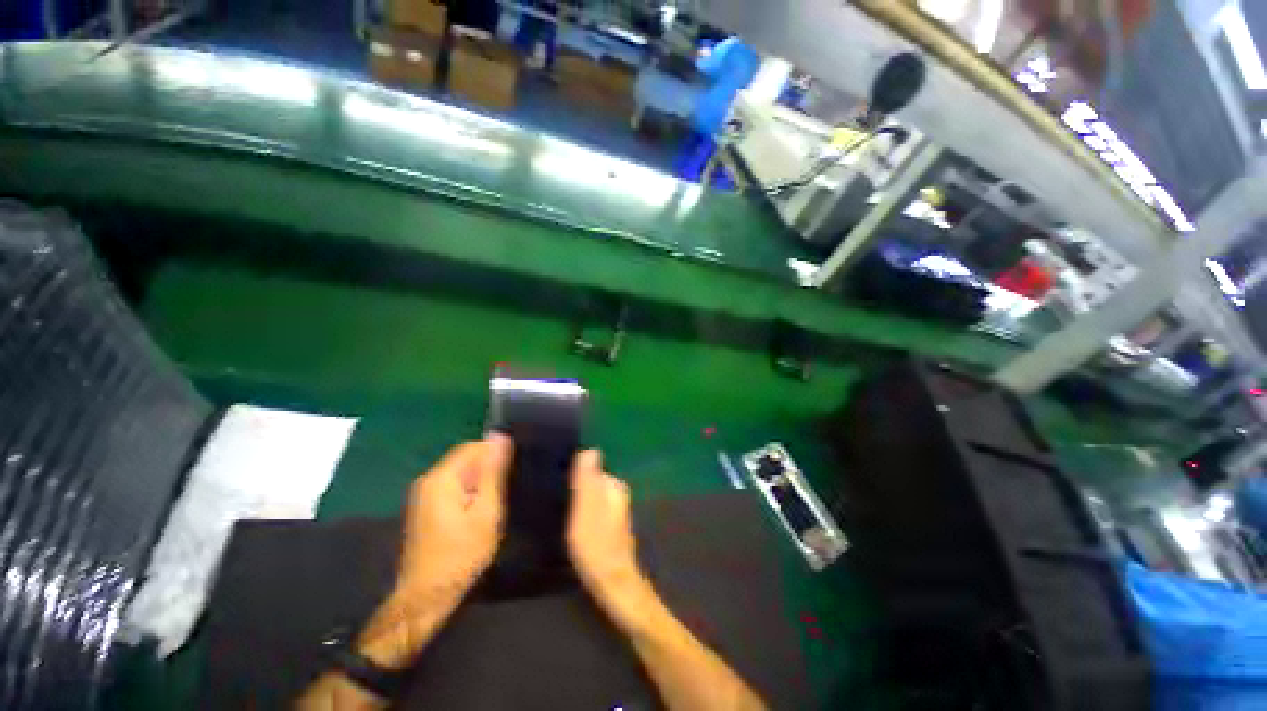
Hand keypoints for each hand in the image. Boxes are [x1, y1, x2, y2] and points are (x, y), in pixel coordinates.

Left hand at [396, 434, 512, 602]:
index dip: (496, 454)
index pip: (474, 446)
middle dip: (489, 468)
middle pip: (467, 457)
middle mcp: (429, 479)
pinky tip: (481, 510)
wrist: (426, 597)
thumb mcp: (486, 512)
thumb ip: (493, 472)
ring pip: (462, 472)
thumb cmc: (461, 555)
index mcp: (442, 477)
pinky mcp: (427, 506)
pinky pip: (455, 485)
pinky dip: (470, 491)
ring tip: (496, 500)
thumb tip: (500, 436)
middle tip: (506, 489)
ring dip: (481, 481)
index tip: (513, 470)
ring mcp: (425, 493)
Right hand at [566, 450, 649, 625]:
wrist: (615, 585)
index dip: (572, 473)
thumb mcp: (586, 511)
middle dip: (575, 485)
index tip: (555, 481)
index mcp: (613, 485)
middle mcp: (617, 493)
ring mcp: (615, 510)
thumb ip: (587, 481)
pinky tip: (570, 522)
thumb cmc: (597, 546)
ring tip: (557, 507)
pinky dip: (582, 512)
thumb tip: (590, 450)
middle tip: (553, 496)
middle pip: (591, 482)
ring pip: (591, 496)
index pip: (590, 468)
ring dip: (577, 499)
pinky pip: (592, 509)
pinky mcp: (610, 525)